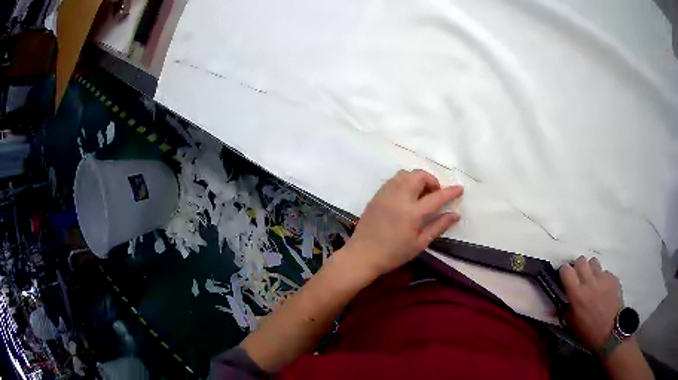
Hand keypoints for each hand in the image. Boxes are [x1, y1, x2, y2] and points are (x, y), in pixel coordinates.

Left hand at [342, 169, 463, 277]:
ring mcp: (386, 194)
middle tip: (435, 194)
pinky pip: (393, 179)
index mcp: (412, 213)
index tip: (460, 189)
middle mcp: (399, 197)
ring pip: (405, 174)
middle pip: (419, 176)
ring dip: (417, 178)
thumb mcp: (420, 243)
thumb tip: (456, 214)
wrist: (363, 254)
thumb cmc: (394, 253)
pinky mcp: (377, 195)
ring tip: (420, 194)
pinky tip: (405, 195)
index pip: (437, 196)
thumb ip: (439, 226)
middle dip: (432, 180)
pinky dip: (404, 181)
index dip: (450, 191)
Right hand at [560, 256, 622, 350]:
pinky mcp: (613, 278)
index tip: (564, 279)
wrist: (612, 331)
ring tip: (591, 280)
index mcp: (576, 294)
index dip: (564, 272)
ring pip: (594, 262)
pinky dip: (602, 278)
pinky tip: (603, 289)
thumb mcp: (572, 325)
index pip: (566, 270)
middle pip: (581, 260)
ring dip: (590, 269)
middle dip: (578, 267)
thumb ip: (564, 311)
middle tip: (578, 278)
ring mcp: (603, 278)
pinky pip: (605, 272)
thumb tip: (554, 307)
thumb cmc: (588, 332)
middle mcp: (589, 281)